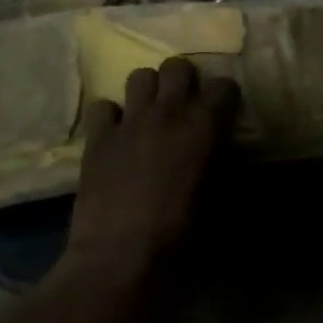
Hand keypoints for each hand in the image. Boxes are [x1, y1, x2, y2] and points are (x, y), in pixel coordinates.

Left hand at [66, 58, 239, 271]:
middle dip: (184, 82)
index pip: (224, 85)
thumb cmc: (183, 232)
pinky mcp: (97, 137)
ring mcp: (129, 120)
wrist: (122, 256)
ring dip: (148, 91)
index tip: (223, 115)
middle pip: (178, 66)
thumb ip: (222, 163)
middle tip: (184, 108)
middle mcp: (169, 110)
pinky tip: (116, 136)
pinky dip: (111, 116)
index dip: (224, 99)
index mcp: (205, 123)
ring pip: (139, 75)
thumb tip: (222, 152)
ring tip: (150, 115)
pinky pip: (103, 106)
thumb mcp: (219, 197)